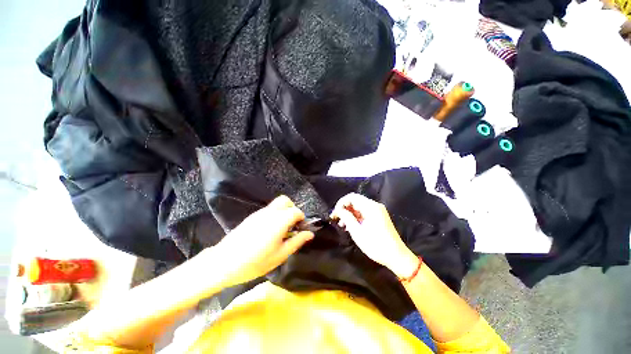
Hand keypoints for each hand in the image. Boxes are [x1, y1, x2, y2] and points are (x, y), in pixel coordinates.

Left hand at [215, 195, 313, 286]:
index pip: (296, 211)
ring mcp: (259, 213)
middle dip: (292, 209)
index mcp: (279, 220)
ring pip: (276, 205)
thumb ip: (297, 241)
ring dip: (283, 212)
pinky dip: (274, 215)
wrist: (223, 263)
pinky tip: (269, 232)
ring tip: (281, 230)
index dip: (301, 218)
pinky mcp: (252, 217)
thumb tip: (310, 234)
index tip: (300, 229)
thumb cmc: (255, 262)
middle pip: (285, 201)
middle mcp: (270, 212)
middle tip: (292, 224)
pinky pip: (268, 210)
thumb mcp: (280, 255)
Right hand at [331, 193, 418, 278]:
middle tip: (336, 219)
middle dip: (344, 209)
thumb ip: (346, 217)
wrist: (397, 256)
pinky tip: (350, 226)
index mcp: (370, 207)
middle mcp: (375, 205)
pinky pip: (364, 212)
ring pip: (359, 207)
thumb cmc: (375, 244)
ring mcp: (378, 211)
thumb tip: (339, 210)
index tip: (335, 213)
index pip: (352, 197)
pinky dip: (356, 217)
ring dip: (349, 214)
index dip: (341, 203)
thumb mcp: (357, 232)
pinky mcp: (379, 217)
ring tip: (342, 225)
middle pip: (355, 201)